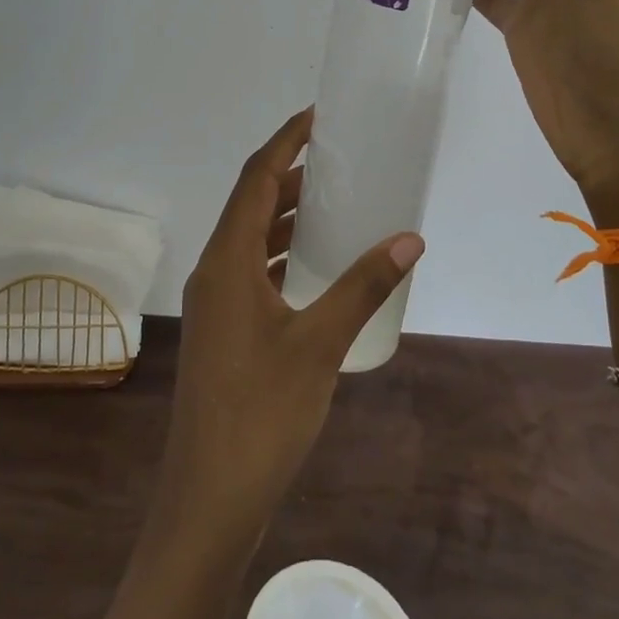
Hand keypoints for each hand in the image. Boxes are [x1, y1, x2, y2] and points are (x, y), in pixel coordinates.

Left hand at [155, 108, 424, 543]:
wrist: (208, 501)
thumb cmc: (261, 414)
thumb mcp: (320, 343)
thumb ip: (363, 286)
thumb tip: (409, 237)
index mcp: (227, 259)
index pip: (254, 178)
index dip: (284, 141)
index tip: (317, 116)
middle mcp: (214, 270)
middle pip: (251, 203)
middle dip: (290, 175)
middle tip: (337, 160)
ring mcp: (215, 303)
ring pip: (251, 239)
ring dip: (286, 216)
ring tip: (333, 204)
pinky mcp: (223, 330)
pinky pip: (253, 271)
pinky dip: (283, 255)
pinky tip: (315, 268)